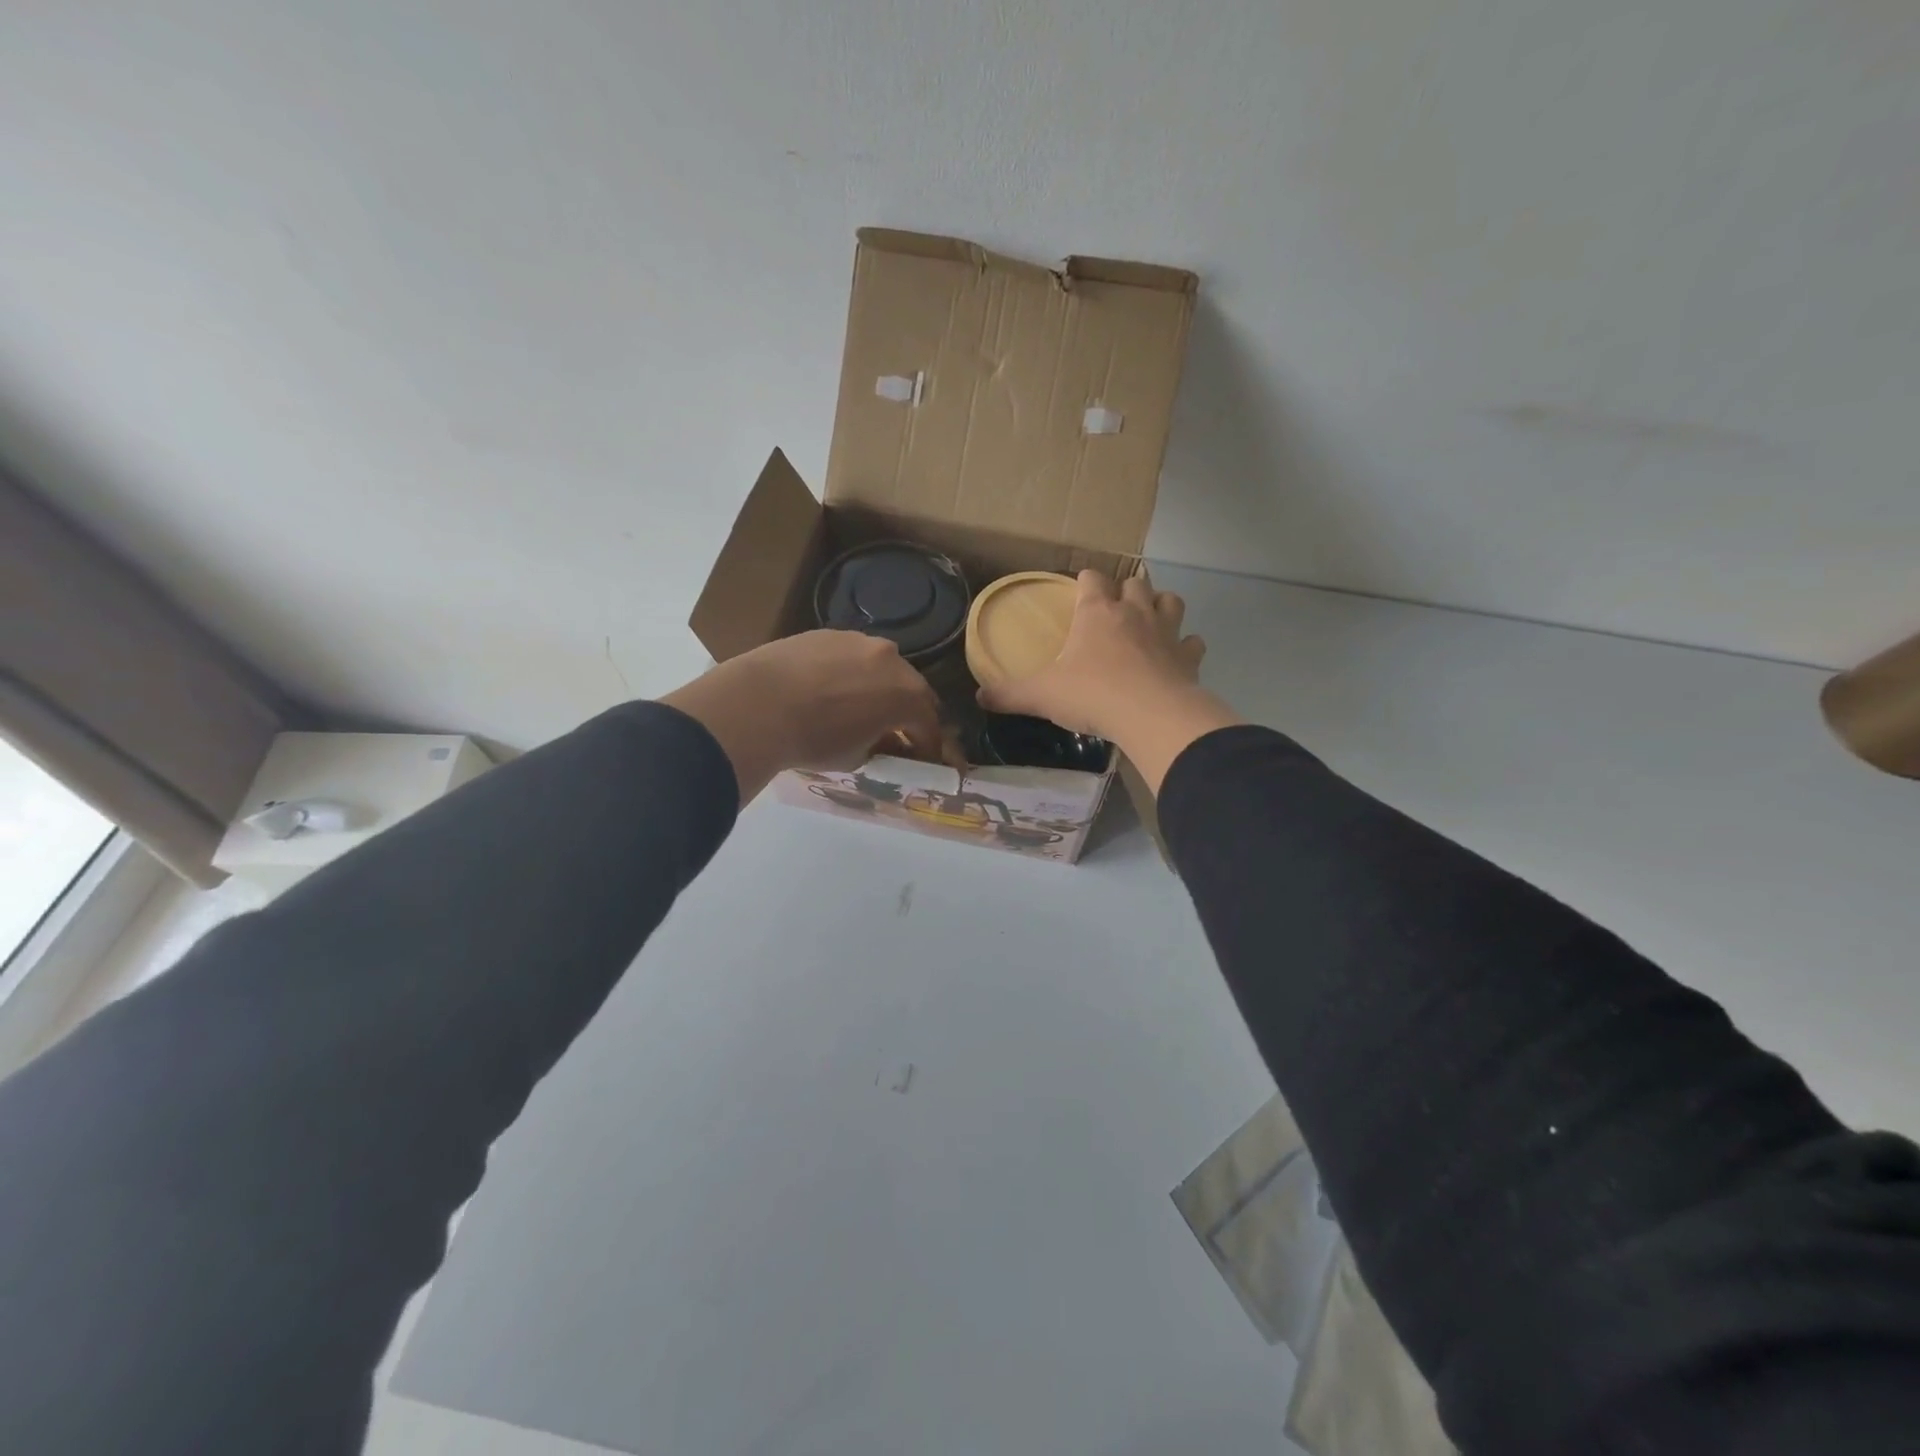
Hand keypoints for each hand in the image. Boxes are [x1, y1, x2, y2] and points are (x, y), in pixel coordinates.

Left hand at [662, 631, 941, 803]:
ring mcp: (860, 641)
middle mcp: (892, 660)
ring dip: (879, 687)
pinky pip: (851, 655)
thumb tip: (886, 742)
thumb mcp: (856, 758)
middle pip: (911, 689)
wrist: (758, 704)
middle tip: (895, 732)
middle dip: (908, 712)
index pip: (929, 726)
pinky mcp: (829, 633)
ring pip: (881, 667)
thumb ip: (881, 747)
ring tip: (858, 706)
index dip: (927, 747)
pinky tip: (828, 688)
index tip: (921, 761)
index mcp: (907, 696)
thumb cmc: (814, 740)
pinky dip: (850, 672)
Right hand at [978, 571, 1240, 793]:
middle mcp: (1134, 613)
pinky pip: (1193, 642)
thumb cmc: (1092, 695)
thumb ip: (1009, 694)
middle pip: (1135, 582)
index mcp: (1097, 612)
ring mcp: (1166, 633)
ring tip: (1150, 622)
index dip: (1084, 581)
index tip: (1078, 589)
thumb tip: (978, 696)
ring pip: (1170, 601)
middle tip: (1115, 607)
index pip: (1091, 578)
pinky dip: (1186, 647)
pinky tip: (1177, 658)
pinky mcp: (1188, 658)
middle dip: (1126, 589)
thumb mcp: (1041, 695)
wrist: (1150, 716)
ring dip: (1161, 606)